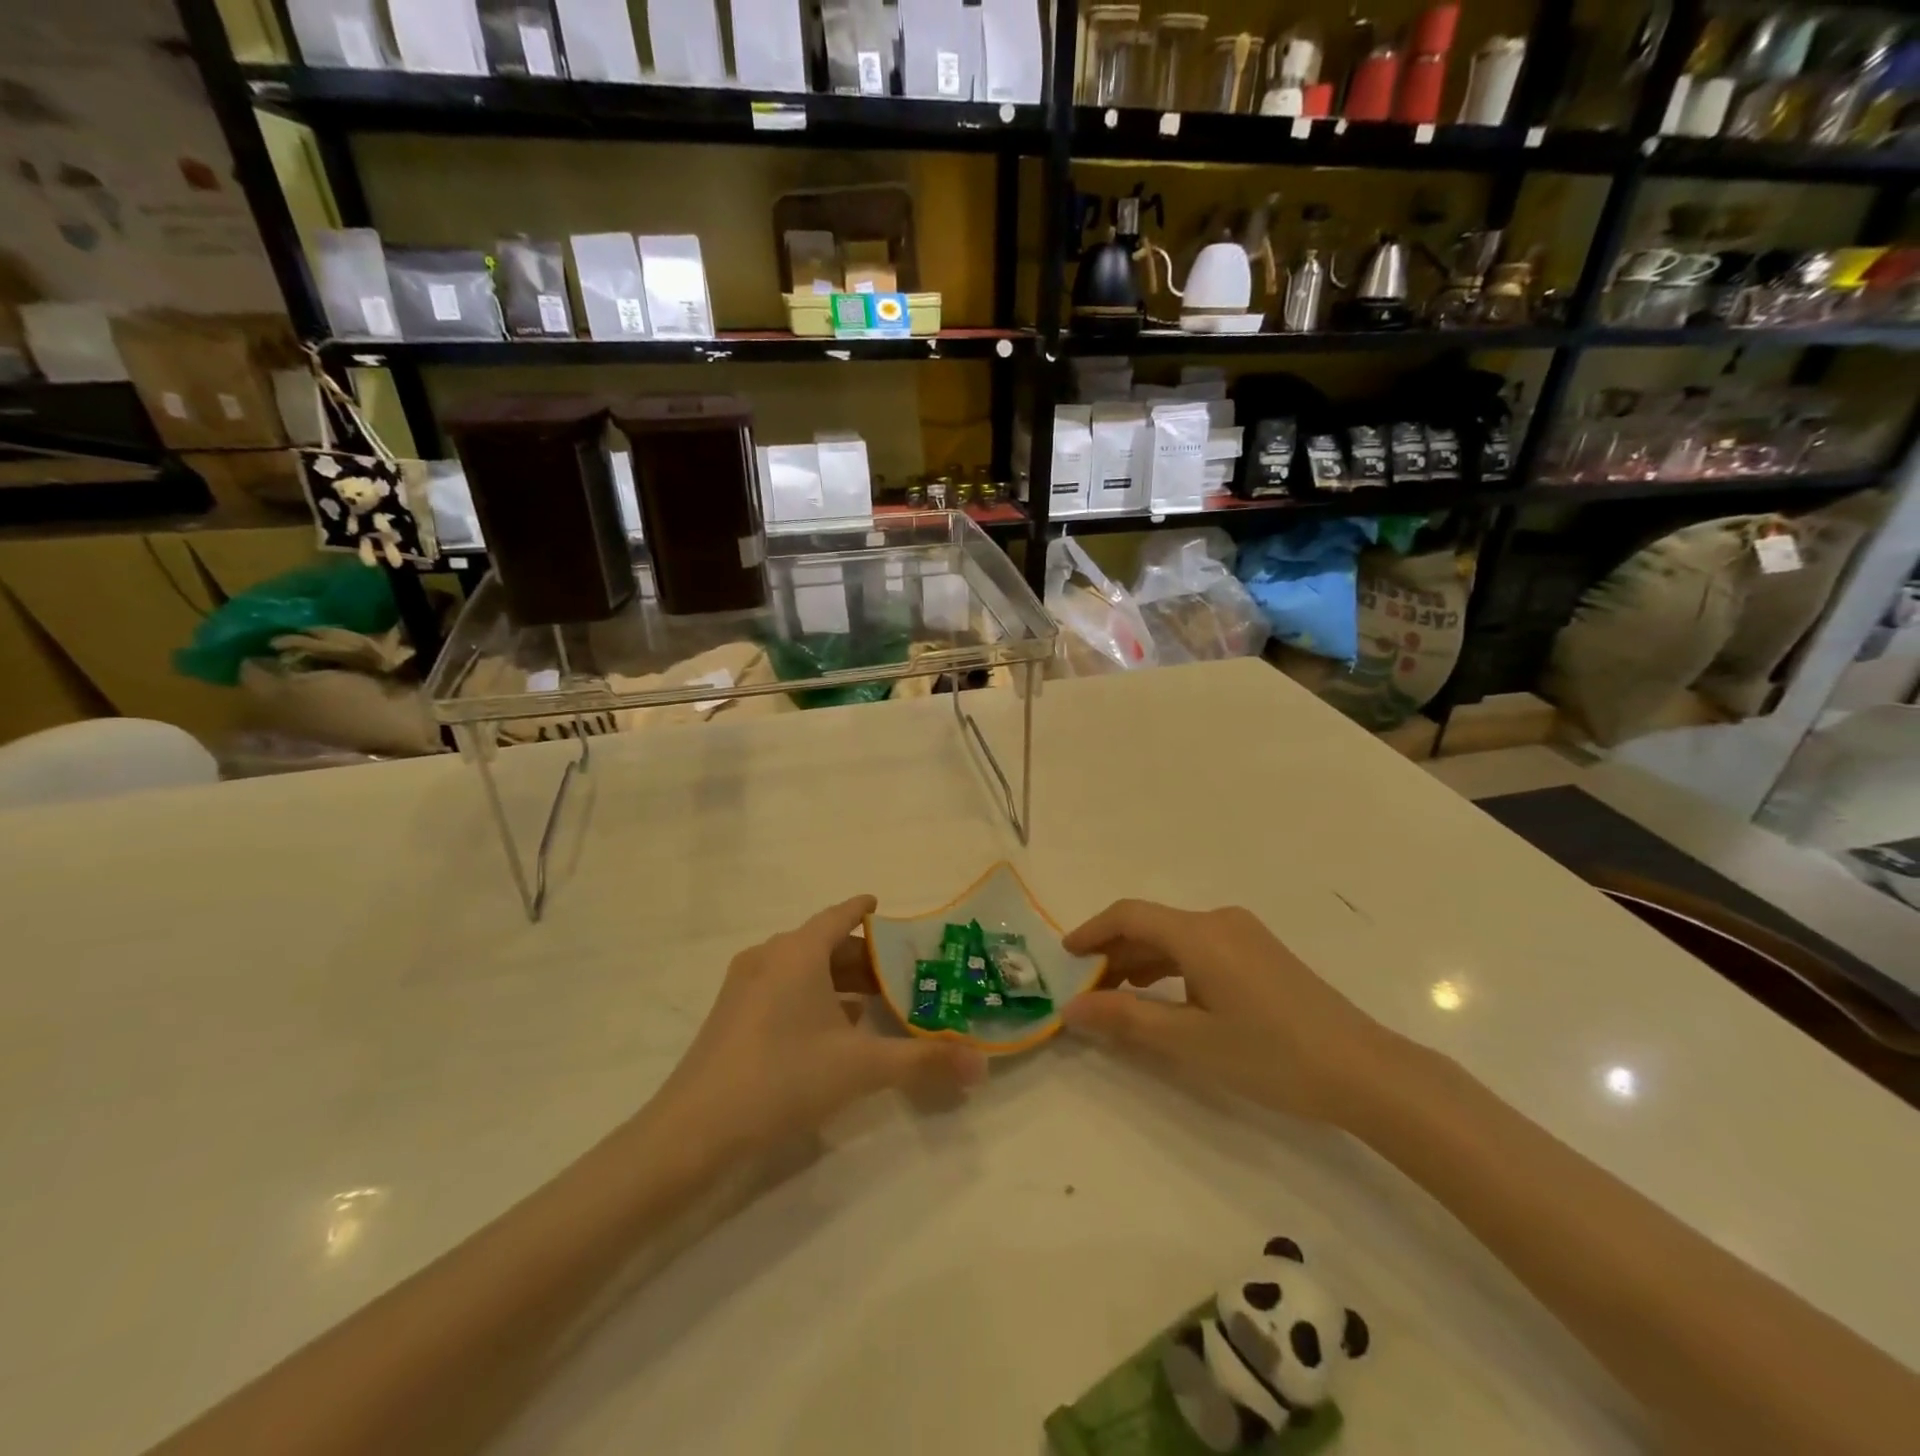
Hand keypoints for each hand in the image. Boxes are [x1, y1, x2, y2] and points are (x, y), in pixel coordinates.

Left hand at [652, 896, 986, 1157]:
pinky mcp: (730, 1016)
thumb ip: (923, 1061)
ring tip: (873, 1003)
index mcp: (797, 952)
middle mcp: (769, 957)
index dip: (863, 910)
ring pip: (801, 969)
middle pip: (822, 943)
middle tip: (897, 971)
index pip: (839, 915)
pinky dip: (811, 998)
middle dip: (860, 956)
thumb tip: (982, 1065)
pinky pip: (781, 989)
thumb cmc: (783, 1077)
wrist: (693, 1131)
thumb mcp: (861, 1067)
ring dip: (836, 980)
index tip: (884, 906)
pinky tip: (831, 1030)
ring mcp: (744, 986)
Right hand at [1062, 900, 1389, 1123]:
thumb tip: (1071, 1009)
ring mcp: (1245, 936)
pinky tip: (1165, 999)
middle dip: (1114, 953)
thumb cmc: (1271, 1055)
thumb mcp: (1190, 1042)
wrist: (1365, 1072)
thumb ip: (1126, 1021)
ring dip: (1142, 962)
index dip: (1091, 931)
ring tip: (1118, 998)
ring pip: (1176, 939)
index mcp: (1200, 934)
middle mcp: (1220, 922)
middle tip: (1086, 990)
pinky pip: (1201, 949)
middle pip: (1152, 925)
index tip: (1064, 957)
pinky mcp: (1261, 955)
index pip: (1129, 915)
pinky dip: (1172, 968)